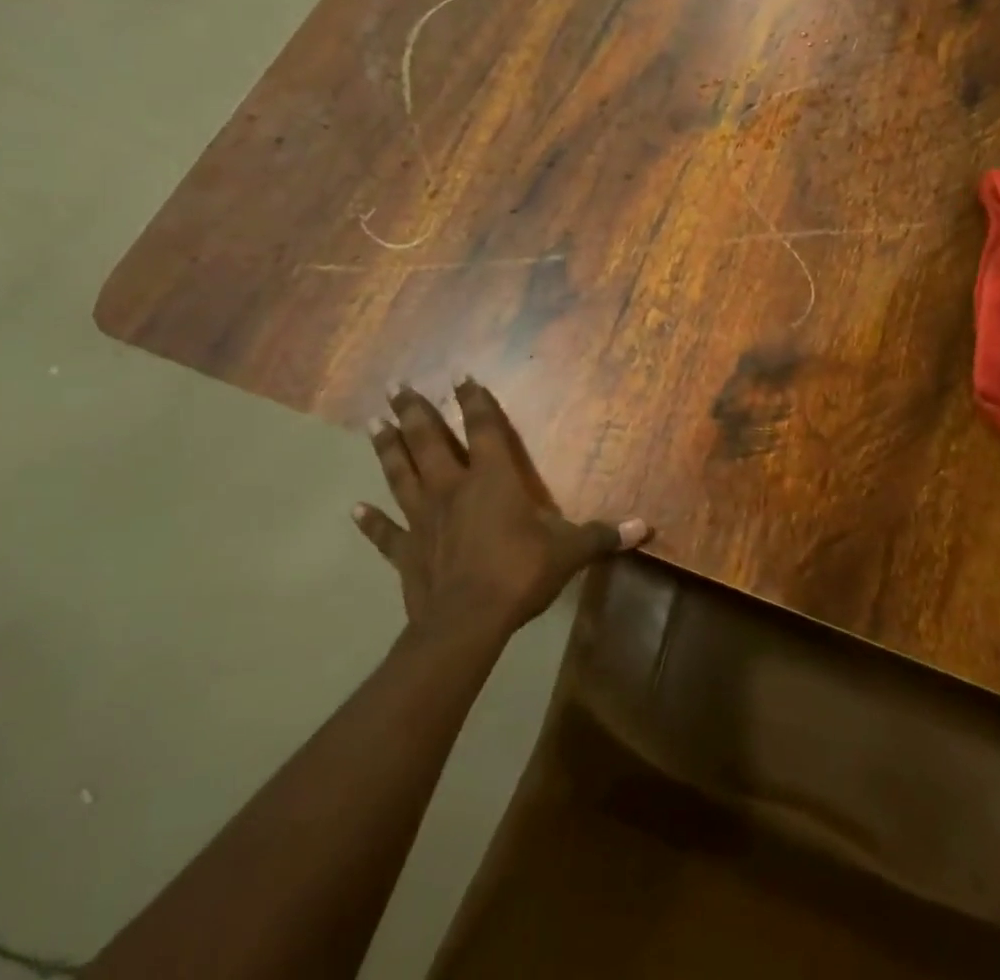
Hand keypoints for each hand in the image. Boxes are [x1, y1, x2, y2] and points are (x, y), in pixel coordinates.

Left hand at [353, 378, 649, 637]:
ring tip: (372, 422)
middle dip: (414, 412)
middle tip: (395, 386)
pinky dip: (369, 522)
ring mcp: (424, 519)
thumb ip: (603, 535)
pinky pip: (385, 534)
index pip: (483, 430)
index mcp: (493, 479)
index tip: (459, 376)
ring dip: (387, 448)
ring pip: (401, 475)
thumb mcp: (569, 552)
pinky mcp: (406, 553)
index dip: (474, 401)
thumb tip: (646, 527)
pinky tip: (353, 508)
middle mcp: (453, 489)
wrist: (467, 622)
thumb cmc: (520, 573)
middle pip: (428, 442)